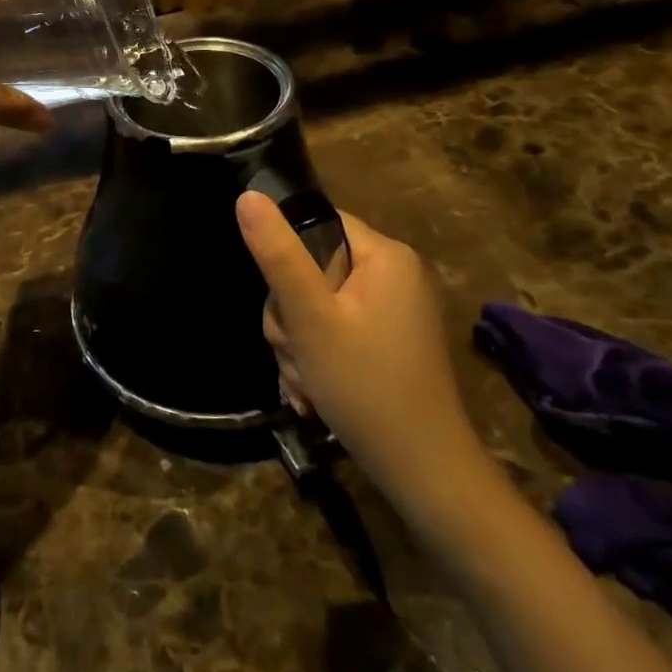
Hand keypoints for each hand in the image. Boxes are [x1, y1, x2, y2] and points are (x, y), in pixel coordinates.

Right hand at [239, 193, 487, 507]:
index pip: (317, 223)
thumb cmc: (366, 387)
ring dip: (298, 344)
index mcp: (385, 255)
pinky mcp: (387, 342)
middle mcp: (394, 275)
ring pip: (317, 305)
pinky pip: (335, 331)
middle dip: (291, 316)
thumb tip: (247, 196)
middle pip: (312, 269)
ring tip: (306, 382)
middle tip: (296, 353)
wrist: (425, 475)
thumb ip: (278, 256)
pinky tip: (313, 393)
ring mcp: (392, 311)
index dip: (287, 257)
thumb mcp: (311, 318)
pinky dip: (317, 359)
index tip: (285, 303)